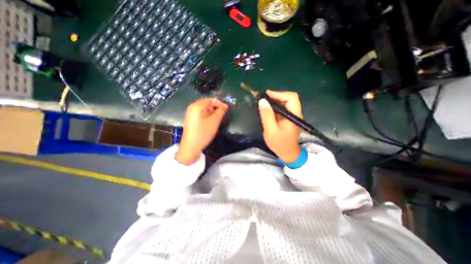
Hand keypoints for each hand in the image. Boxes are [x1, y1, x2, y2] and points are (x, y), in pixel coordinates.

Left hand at [175, 98, 228, 164]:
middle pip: (206, 103)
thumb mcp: (214, 121)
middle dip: (215, 108)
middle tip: (221, 115)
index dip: (219, 103)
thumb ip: (221, 112)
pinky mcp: (190, 119)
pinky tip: (209, 122)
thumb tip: (225, 105)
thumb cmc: (203, 133)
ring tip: (216, 119)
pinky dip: (206, 115)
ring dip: (211, 112)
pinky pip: (200, 113)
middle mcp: (192, 107)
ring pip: (203, 109)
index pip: (210, 100)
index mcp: (197, 106)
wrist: (191, 146)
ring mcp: (190, 113)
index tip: (226, 110)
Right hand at [257, 91, 301, 162]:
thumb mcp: (270, 130)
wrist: (287, 153)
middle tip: (264, 98)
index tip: (266, 95)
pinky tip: (268, 109)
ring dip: (275, 101)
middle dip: (276, 96)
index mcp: (293, 115)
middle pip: (289, 98)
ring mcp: (292, 116)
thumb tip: (262, 101)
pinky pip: (283, 108)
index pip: (291, 98)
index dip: (279, 94)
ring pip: (285, 102)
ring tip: (264, 103)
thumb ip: (267, 115)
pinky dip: (275, 106)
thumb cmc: (279, 143)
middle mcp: (295, 113)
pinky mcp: (288, 118)